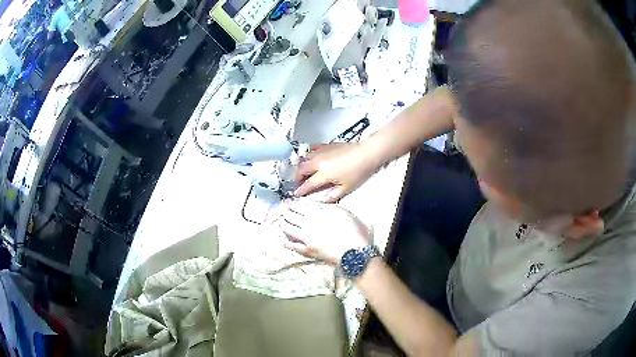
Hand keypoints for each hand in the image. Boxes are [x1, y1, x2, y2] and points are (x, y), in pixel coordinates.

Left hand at [278, 201, 370, 264]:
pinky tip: (285, 241)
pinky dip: (288, 243)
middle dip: (286, 212)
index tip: (288, 203)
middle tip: (282, 210)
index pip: (301, 206)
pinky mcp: (307, 250)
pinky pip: (294, 246)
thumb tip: (312, 205)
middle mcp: (308, 223)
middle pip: (292, 216)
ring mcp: (306, 237)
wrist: (353, 250)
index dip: (293, 204)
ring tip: (281, 222)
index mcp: (317, 212)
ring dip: (283, 224)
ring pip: (289, 229)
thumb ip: (325, 207)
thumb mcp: (340, 211)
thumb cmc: (352, 229)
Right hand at [294, 143, 378, 202]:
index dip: (301, 190)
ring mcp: (321, 152)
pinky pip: (312, 148)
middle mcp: (318, 163)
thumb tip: (325, 200)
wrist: (366, 153)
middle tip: (299, 182)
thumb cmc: (358, 170)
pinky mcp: (326, 145)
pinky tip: (310, 155)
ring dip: (301, 165)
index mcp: (322, 175)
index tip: (298, 193)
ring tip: (303, 171)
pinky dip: (309, 153)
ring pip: (304, 158)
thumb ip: (333, 195)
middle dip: (297, 177)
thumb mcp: (346, 187)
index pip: (308, 184)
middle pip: (301, 170)